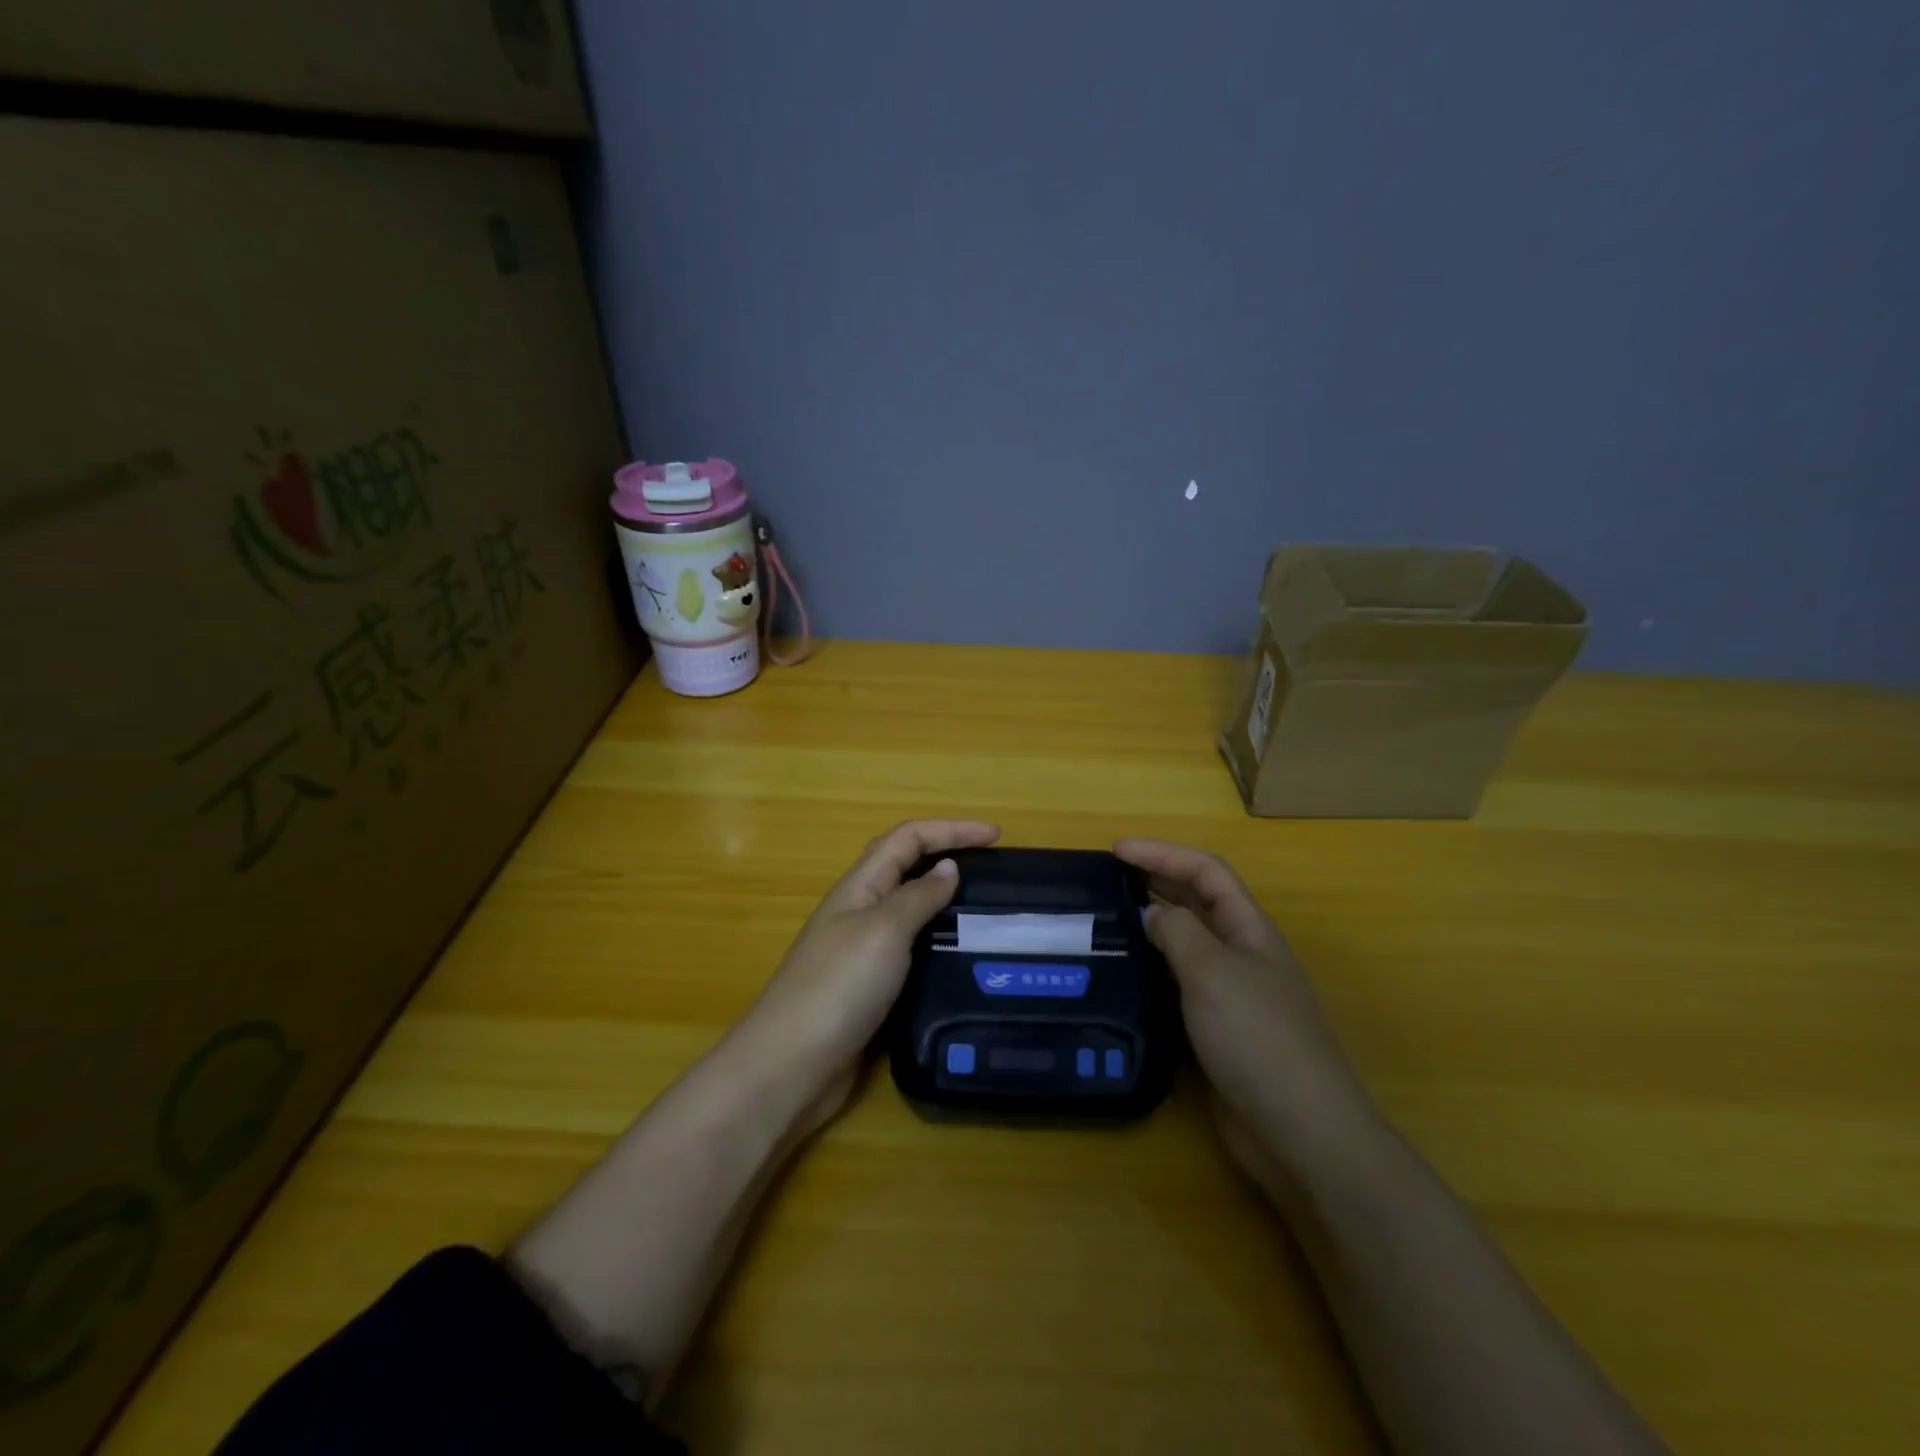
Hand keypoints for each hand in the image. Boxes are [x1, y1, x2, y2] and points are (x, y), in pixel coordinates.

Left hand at [743, 819, 999, 1126]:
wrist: (792, 1065)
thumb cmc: (839, 986)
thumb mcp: (885, 930)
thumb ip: (918, 896)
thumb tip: (948, 866)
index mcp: (860, 886)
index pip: (908, 838)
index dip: (951, 829)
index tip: (996, 835)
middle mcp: (859, 911)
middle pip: (905, 866)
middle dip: (947, 854)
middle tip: (993, 867)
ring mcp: (861, 951)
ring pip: (908, 909)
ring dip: (944, 899)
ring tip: (986, 909)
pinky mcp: (869, 988)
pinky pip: (910, 949)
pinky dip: (936, 941)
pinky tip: (959, 957)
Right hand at [1114, 838, 1378, 1190]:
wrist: (1298, 1130)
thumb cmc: (1257, 1036)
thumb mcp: (1212, 971)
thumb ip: (1177, 932)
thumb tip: (1150, 914)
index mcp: (1249, 929)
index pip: (1205, 871)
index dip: (1162, 853)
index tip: (1115, 850)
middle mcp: (1240, 954)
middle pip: (1196, 902)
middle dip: (1154, 883)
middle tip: (1104, 881)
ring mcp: (1229, 994)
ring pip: (1184, 945)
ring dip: (1149, 928)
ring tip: (1104, 923)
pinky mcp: (1214, 1031)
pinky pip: (1177, 986)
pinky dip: (1150, 972)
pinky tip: (1123, 977)